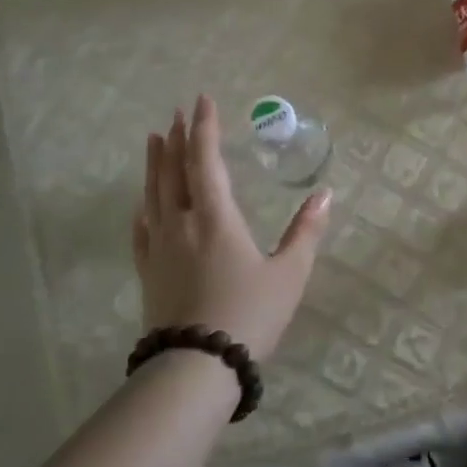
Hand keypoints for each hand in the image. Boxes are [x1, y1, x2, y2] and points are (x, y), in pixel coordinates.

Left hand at [133, 95, 330, 360]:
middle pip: (173, 171)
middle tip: (176, 113)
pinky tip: (143, 203)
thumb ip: (307, 231)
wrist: (197, 366)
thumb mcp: (290, 273)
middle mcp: (181, 223)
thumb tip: (326, 194)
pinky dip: (143, 207)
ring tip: (152, 139)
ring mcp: (159, 247)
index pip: (206, 160)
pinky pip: (140, 229)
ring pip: (153, 194)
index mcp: (216, 217)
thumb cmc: (250, 314)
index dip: (204, 128)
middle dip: (176, 138)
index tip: (203, 101)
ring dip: (155, 163)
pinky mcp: (148, 271)